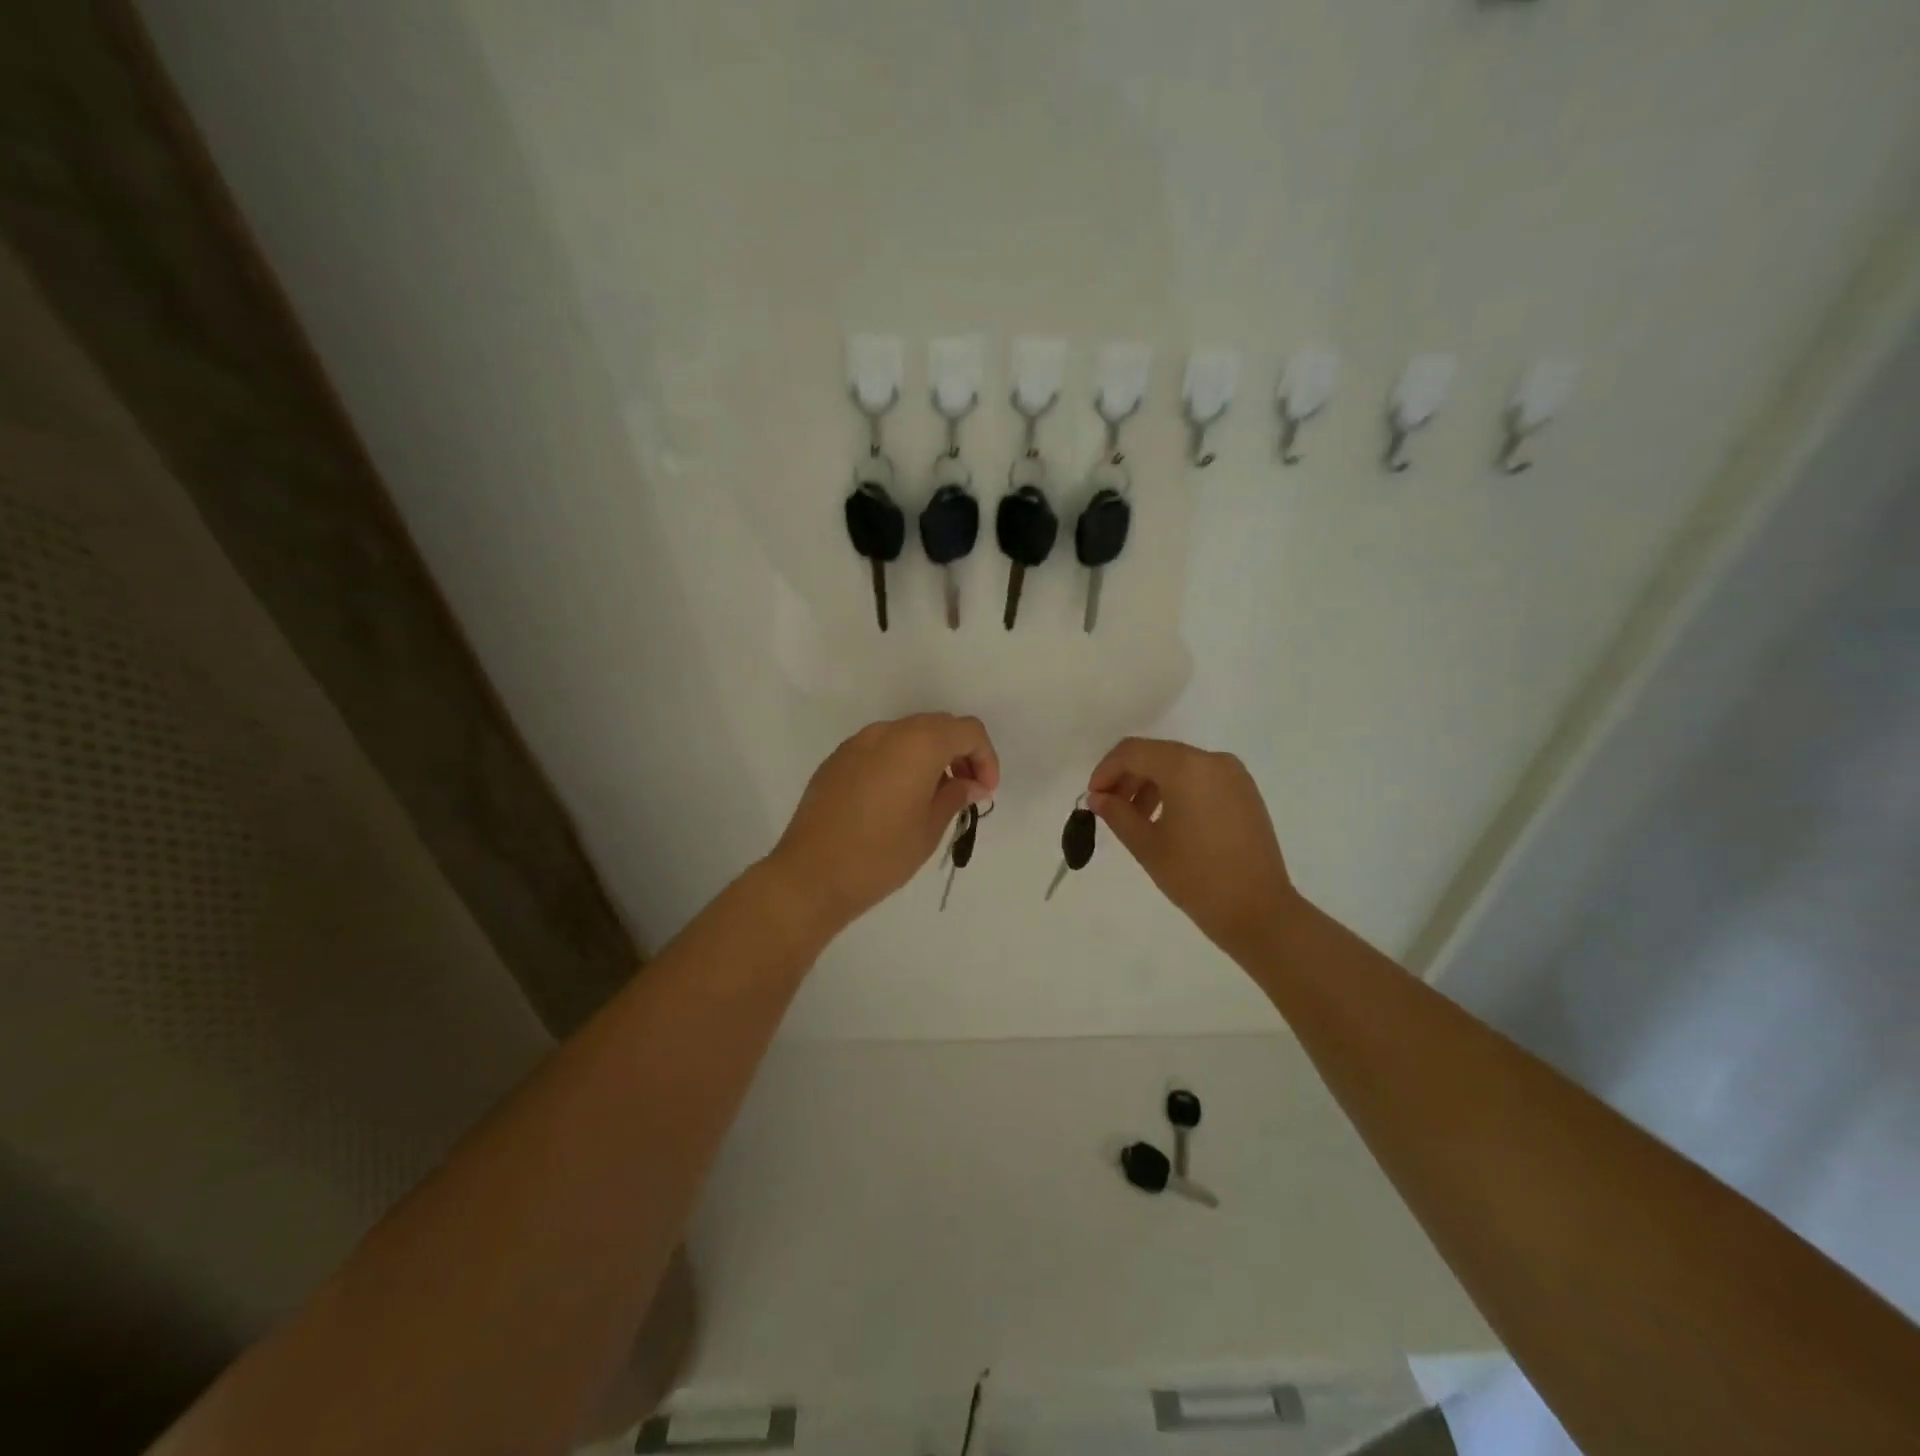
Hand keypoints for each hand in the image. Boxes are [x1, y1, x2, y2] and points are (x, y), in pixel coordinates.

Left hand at [768, 714, 998, 934]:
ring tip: (932, 796)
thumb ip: (956, 796)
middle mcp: (888, 732)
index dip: (985, 758)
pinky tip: (897, 799)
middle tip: (966, 791)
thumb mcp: (930, 828)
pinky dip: (900, 762)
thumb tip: (971, 784)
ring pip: (907, 735)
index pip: (967, 731)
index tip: (985, 792)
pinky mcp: (837, 760)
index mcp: (918, 743)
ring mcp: (857, 743)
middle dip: (959, 753)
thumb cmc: (881, 854)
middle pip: (937, 726)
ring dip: (929, 756)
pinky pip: (880, 749)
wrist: (811, 875)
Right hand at [1088, 737, 1297, 958]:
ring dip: (1151, 784)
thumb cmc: (1196, 877)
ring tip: (1137, 819)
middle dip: (1127, 777)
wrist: (1258, 910)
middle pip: (1156, 754)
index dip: (1105, 770)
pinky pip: (1200, 777)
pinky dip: (1177, 789)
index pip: (1133, 752)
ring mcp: (1233, 775)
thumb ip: (1117, 814)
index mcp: (1186, 767)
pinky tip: (1167, 820)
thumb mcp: (1147, 845)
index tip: (1093, 798)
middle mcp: (1212, 760)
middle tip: (1109, 808)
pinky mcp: (1245, 792)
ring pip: (1178, 765)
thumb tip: (1098, 797)